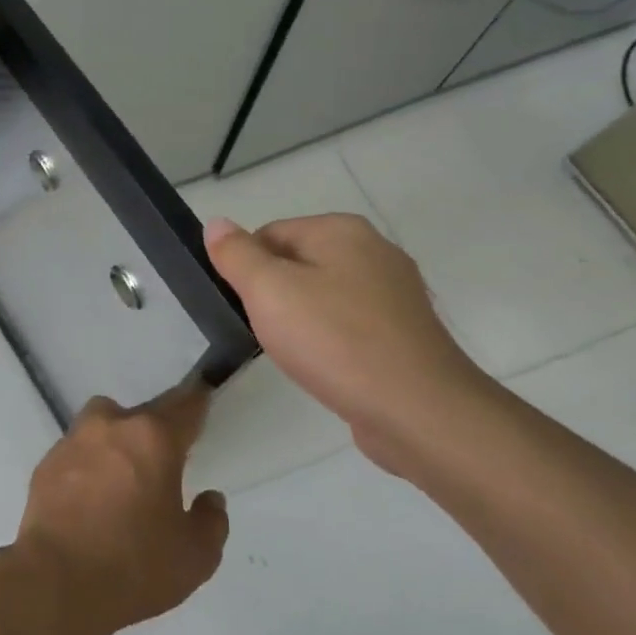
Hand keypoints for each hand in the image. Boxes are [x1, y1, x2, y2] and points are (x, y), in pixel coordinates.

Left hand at [9, 381, 229, 634]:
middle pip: (141, 415)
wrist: (55, 582)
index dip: (197, 402)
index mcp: (152, 438)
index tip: (203, 398)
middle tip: (163, 464)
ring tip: (124, 481)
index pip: (184, 407)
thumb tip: (209, 499)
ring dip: (117, 443)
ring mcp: (73, 441)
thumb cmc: (134, 566)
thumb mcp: (195, 557)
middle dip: (154, 432)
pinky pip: (77, 453)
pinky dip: (88, 466)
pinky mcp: (46, 463)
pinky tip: (92, 500)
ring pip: (103, 426)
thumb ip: (211, 521)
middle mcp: (110, 426)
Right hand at [204, 214, 501, 473]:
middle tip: (268, 332)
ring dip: (302, 321)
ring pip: (323, 296)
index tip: (245, 307)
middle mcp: (375, 251)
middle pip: (297, 263)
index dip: (248, 270)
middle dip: (274, 296)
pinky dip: (331, 341)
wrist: (418, 411)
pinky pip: (350, 325)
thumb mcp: (268, 291)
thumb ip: (237, 254)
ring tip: (297, 354)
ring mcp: (396, 293)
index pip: (269, 234)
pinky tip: (327, 367)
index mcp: (342, 230)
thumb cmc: (334, 340)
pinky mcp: (405, 333)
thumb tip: (217, 223)